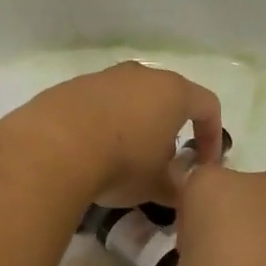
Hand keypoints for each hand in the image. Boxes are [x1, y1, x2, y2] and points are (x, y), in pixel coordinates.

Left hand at [6, 62, 223, 208]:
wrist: (53, 147)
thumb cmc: (121, 162)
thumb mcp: (158, 185)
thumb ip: (178, 187)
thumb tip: (182, 191)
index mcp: (173, 92)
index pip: (207, 106)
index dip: (212, 136)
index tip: (203, 165)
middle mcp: (142, 75)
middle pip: (168, 98)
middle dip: (170, 129)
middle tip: (163, 162)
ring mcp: (105, 76)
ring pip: (131, 98)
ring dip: (135, 125)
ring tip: (124, 158)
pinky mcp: (73, 86)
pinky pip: (99, 104)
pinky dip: (103, 123)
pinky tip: (91, 152)